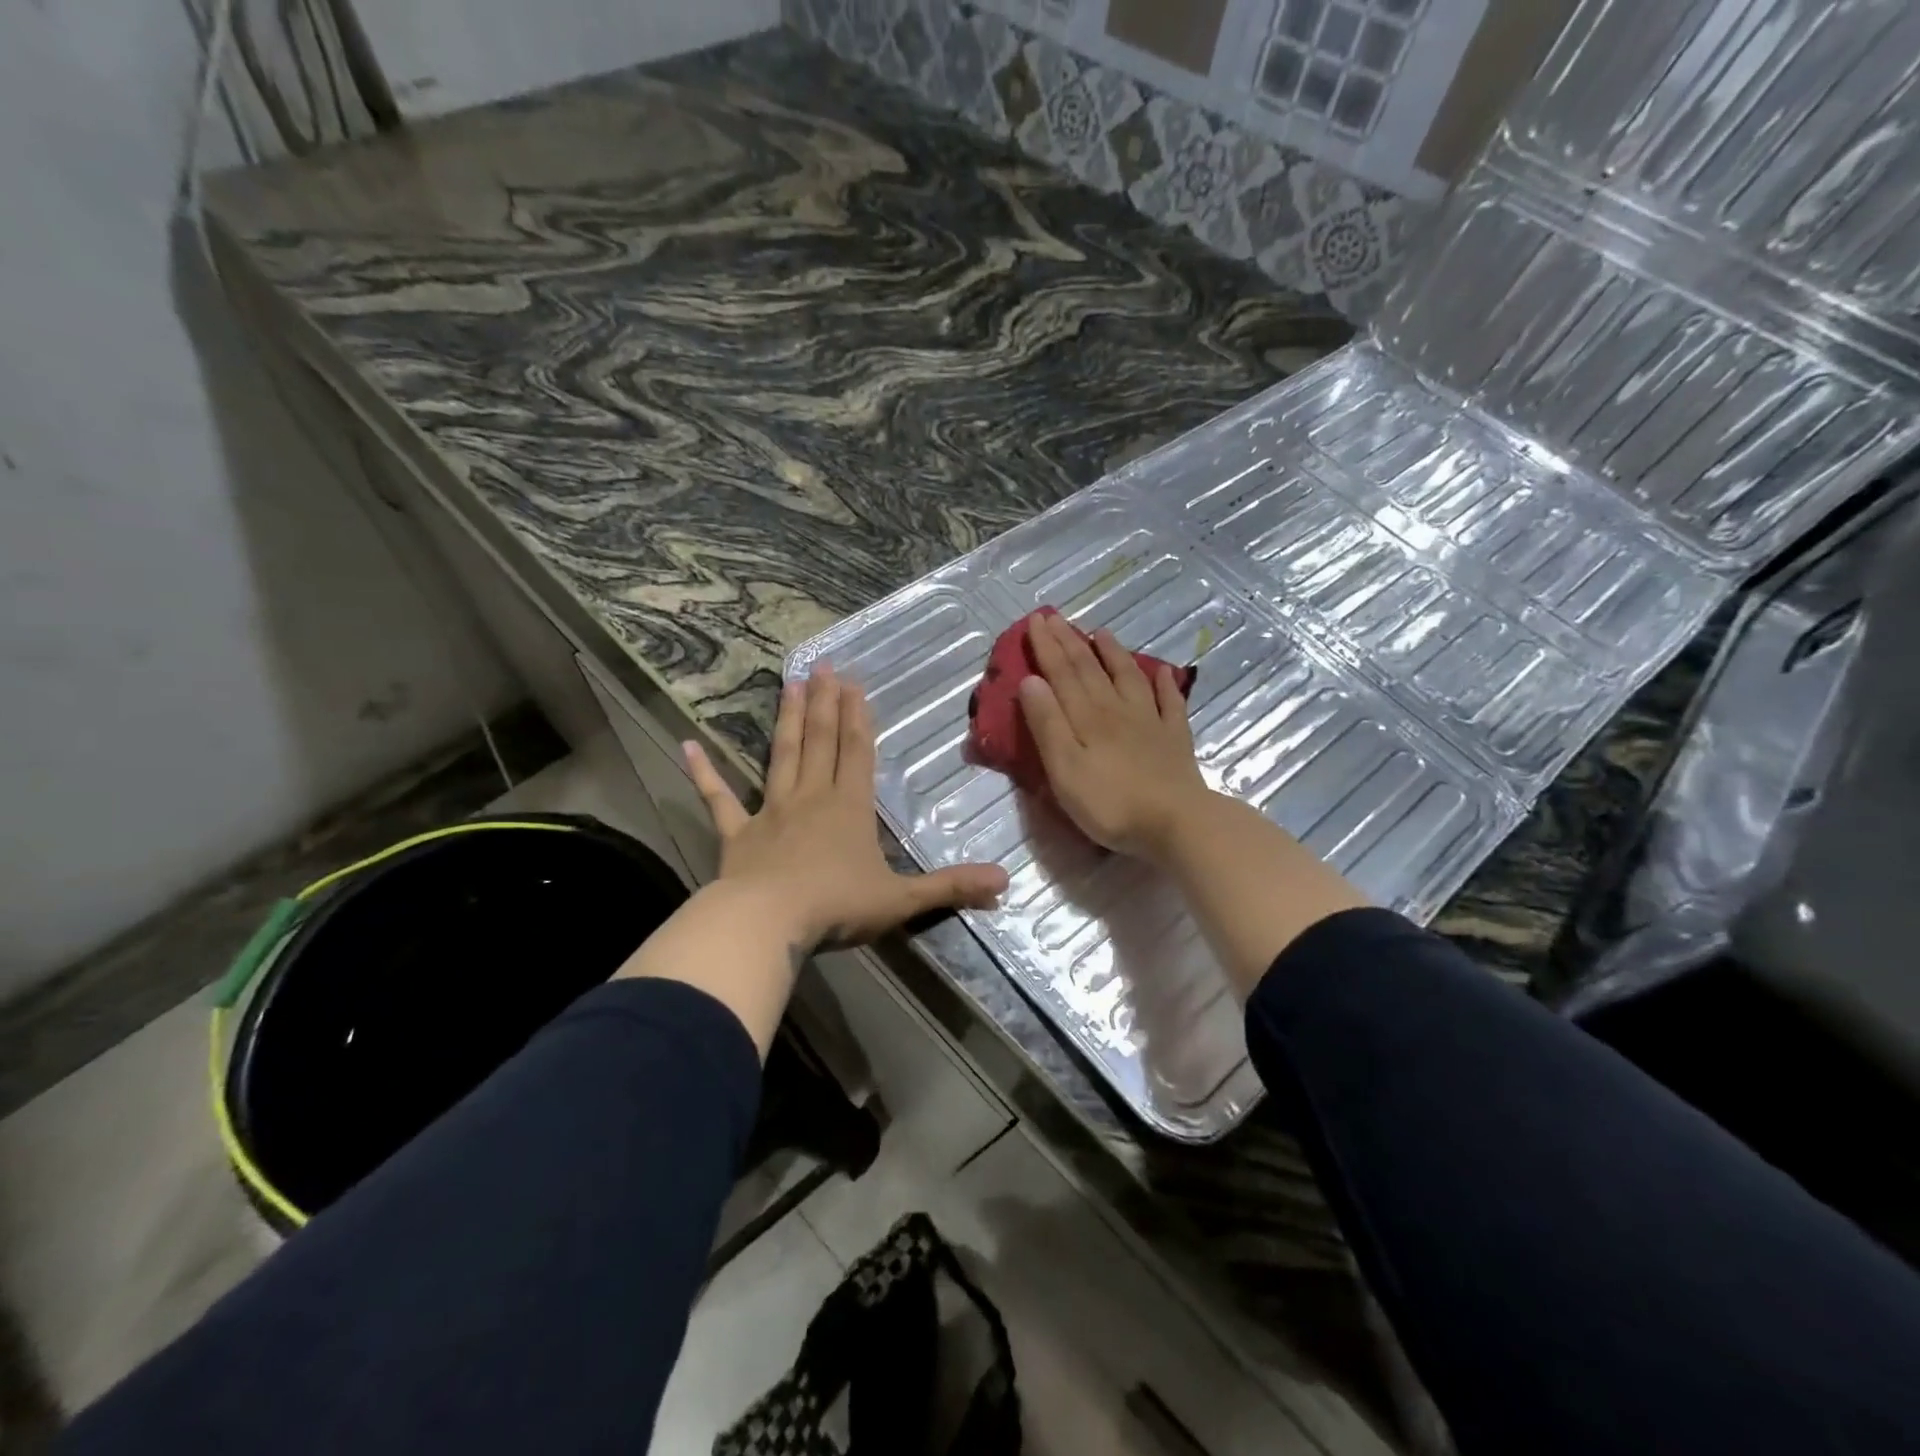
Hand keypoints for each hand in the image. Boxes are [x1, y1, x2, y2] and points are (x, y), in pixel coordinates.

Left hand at [684, 666, 1008, 953]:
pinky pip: (718, 799)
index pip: (857, 752)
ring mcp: (770, 812)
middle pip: (821, 742)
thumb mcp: (901, 900)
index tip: (854, 683)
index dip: (859, 717)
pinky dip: (704, 774)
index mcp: (849, 808)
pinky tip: (688, 746)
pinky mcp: (737, 834)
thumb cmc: (836, 907)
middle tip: (824, 667)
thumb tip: (1006, 882)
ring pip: (781, 756)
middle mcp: (810, 798)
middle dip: (827, 704)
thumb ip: (951, 887)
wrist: (767, 924)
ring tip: (790, 685)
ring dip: (787, 720)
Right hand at [1016, 610, 1212, 861]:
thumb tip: (1031, 680)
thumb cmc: (1110, 802)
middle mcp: (1117, 709)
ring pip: (1128, 677)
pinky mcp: (1174, 739)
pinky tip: (1163, 672)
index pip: (1062, 673)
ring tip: (1102, 632)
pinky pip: (1170, 702)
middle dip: (1070, 641)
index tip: (1035, 620)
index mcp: (1086, 717)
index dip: (1047, 646)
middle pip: (1090, 669)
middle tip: (1055, 617)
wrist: (1176, 823)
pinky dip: (1164, 684)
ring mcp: (1150, 721)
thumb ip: (1047, 724)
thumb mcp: (1064, 768)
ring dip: (1113, 653)